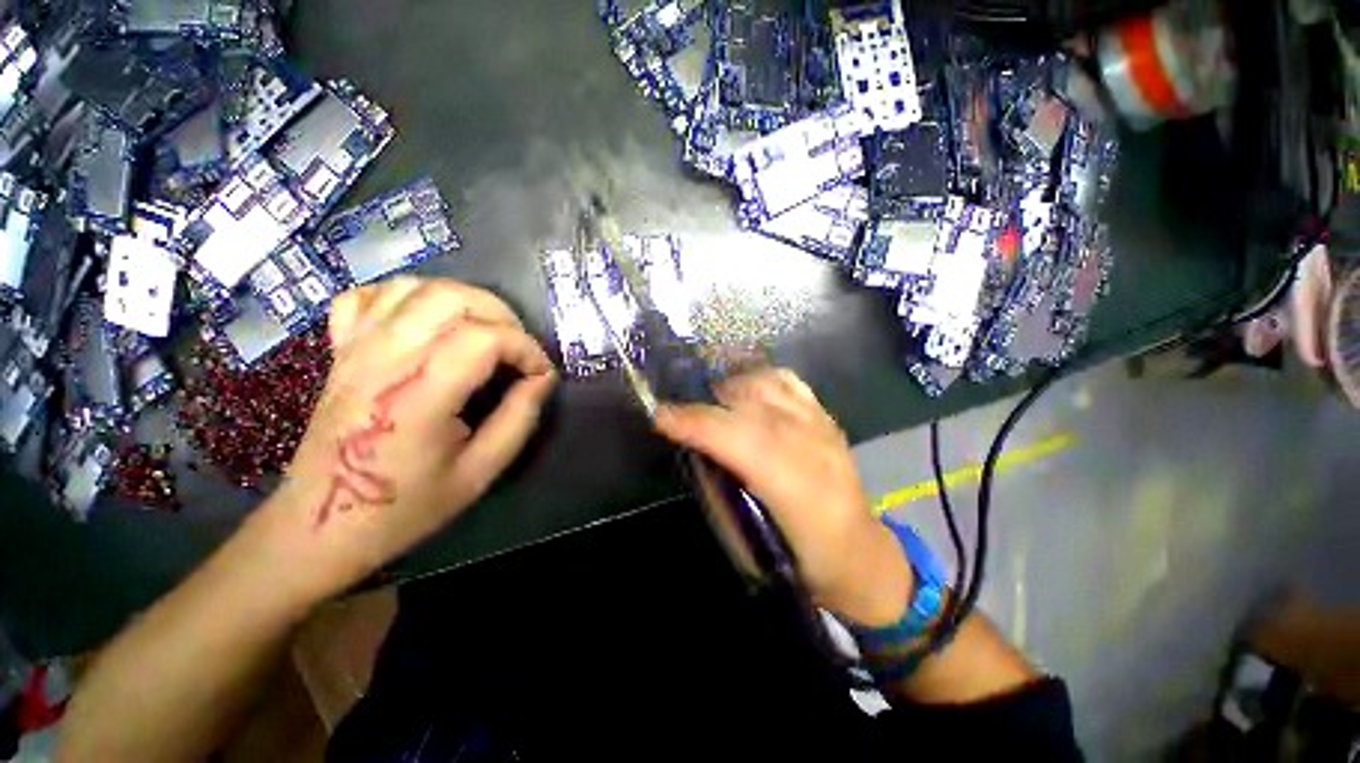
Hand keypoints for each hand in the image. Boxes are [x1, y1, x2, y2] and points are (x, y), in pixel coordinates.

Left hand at [258, 278, 556, 596]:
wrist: (322, 525)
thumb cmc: (405, 506)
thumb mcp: (480, 473)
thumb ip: (519, 419)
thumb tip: (541, 379)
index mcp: (419, 395)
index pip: (485, 338)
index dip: (526, 349)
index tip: (540, 375)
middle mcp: (384, 360)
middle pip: (451, 298)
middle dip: (502, 315)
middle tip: (518, 349)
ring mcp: (356, 349)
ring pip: (415, 287)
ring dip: (464, 300)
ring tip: (484, 331)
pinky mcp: (341, 350)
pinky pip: (370, 296)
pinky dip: (408, 296)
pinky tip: (428, 321)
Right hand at [655, 369, 912, 626]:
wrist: (860, 553)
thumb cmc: (803, 560)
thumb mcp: (752, 546)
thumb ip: (722, 493)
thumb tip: (695, 451)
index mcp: (796, 490)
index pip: (740, 441)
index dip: (697, 424)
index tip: (660, 417)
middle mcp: (812, 448)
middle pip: (751, 409)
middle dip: (704, 406)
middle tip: (677, 411)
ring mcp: (822, 426)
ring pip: (769, 386)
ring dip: (731, 388)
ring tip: (711, 401)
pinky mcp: (827, 416)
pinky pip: (788, 381)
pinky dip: (759, 378)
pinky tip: (744, 389)